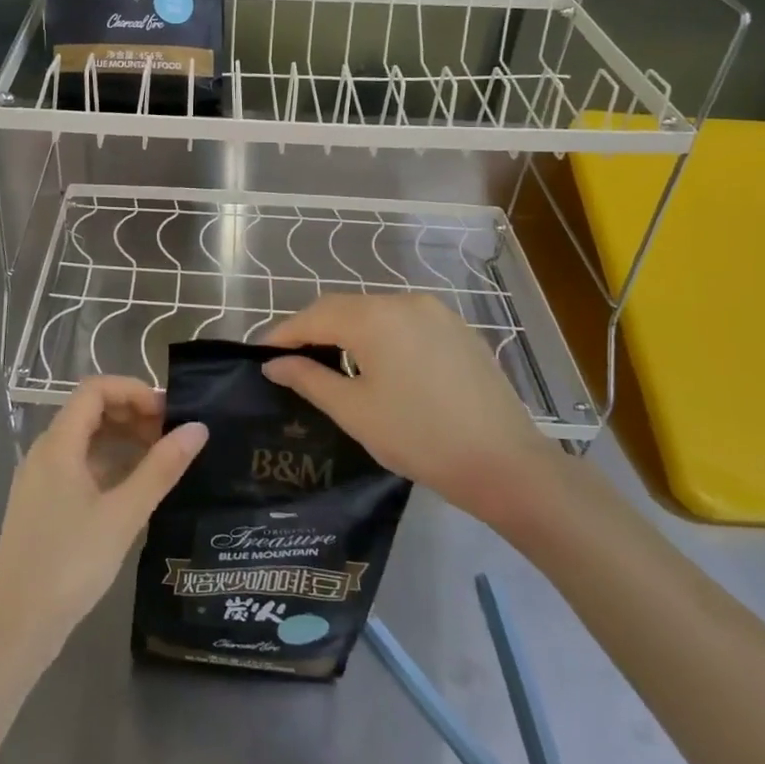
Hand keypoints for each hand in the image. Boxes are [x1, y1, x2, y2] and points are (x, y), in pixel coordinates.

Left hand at [0, 377, 206, 671]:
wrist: (16, 627)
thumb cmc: (70, 564)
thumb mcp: (124, 514)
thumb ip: (161, 468)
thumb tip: (198, 428)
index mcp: (58, 445)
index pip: (95, 389)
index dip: (133, 391)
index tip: (168, 412)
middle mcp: (44, 452)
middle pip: (89, 410)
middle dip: (131, 413)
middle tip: (171, 434)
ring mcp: (40, 479)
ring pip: (85, 439)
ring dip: (122, 438)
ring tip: (160, 458)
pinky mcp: (42, 504)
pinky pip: (78, 465)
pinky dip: (108, 463)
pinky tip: (134, 486)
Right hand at [261, 294, 564, 540]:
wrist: (503, 462)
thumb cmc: (418, 437)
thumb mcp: (353, 411)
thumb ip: (308, 379)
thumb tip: (274, 364)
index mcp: (375, 317)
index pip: (315, 315)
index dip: (284, 334)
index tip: (261, 354)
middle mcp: (405, 302)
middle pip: (345, 308)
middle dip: (314, 330)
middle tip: (290, 359)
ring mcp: (436, 312)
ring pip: (376, 313)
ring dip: (347, 331)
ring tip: (328, 362)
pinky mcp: (457, 329)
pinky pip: (404, 322)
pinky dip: (380, 335)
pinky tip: (376, 364)